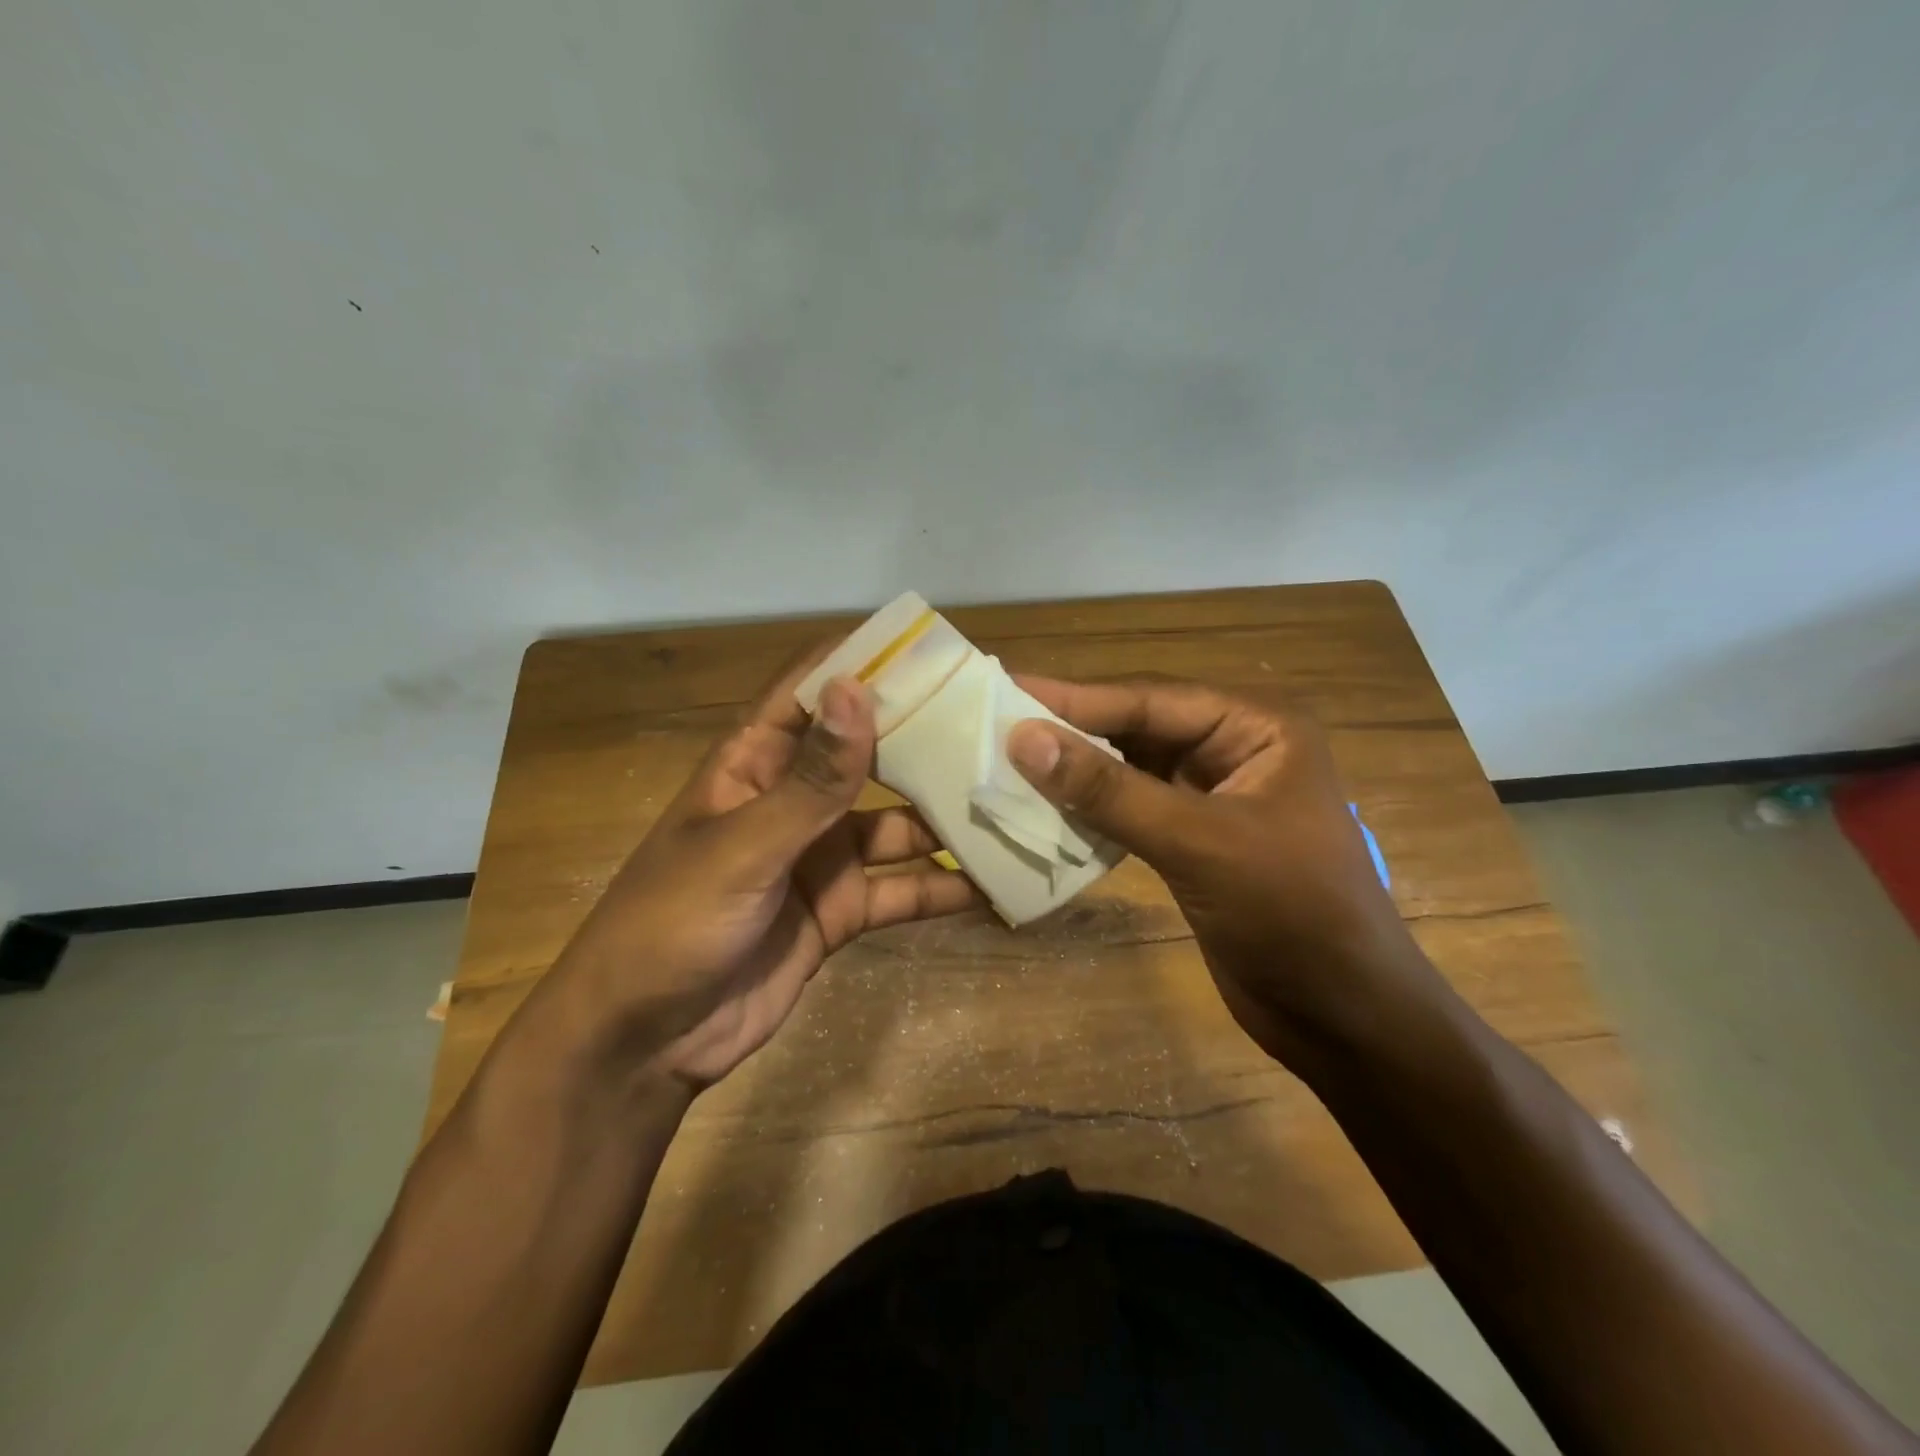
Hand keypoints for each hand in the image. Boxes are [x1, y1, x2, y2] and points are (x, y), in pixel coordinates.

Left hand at [550, 656, 982, 1089]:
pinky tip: (997, 885)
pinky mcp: (843, 909)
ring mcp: (823, 856)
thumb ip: (810, 780)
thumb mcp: (743, 847)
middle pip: (870, 755)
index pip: (813, 690)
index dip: (866, 663)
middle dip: (927, 741)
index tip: (935, 649)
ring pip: (899, 825)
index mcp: (755, 763)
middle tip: (1001, 725)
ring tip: (1018, 804)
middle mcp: (795, 799)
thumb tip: (857, 688)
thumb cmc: (671, 924)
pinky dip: (945, 889)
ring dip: (949, 820)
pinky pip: (903, 890)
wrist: (646, 1041)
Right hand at [1007, 678, 1438, 1062]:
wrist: (1341, 1017)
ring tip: (1006, 764)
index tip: (1005, 691)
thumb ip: (1109, 790)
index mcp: (1257, 728)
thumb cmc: (1291, 914)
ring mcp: (1212, 797)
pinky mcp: (1193, 841)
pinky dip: (1091, 810)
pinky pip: (1131, 810)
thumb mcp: (1198, 842)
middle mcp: (1234, 750)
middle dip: (1072, 732)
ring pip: (1130, 770)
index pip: (1151, 699)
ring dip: (1076, 772)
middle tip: (995, 724)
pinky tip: (1044, 811)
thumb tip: (1023, 738)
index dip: (1075, 698)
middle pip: (1137, 728)